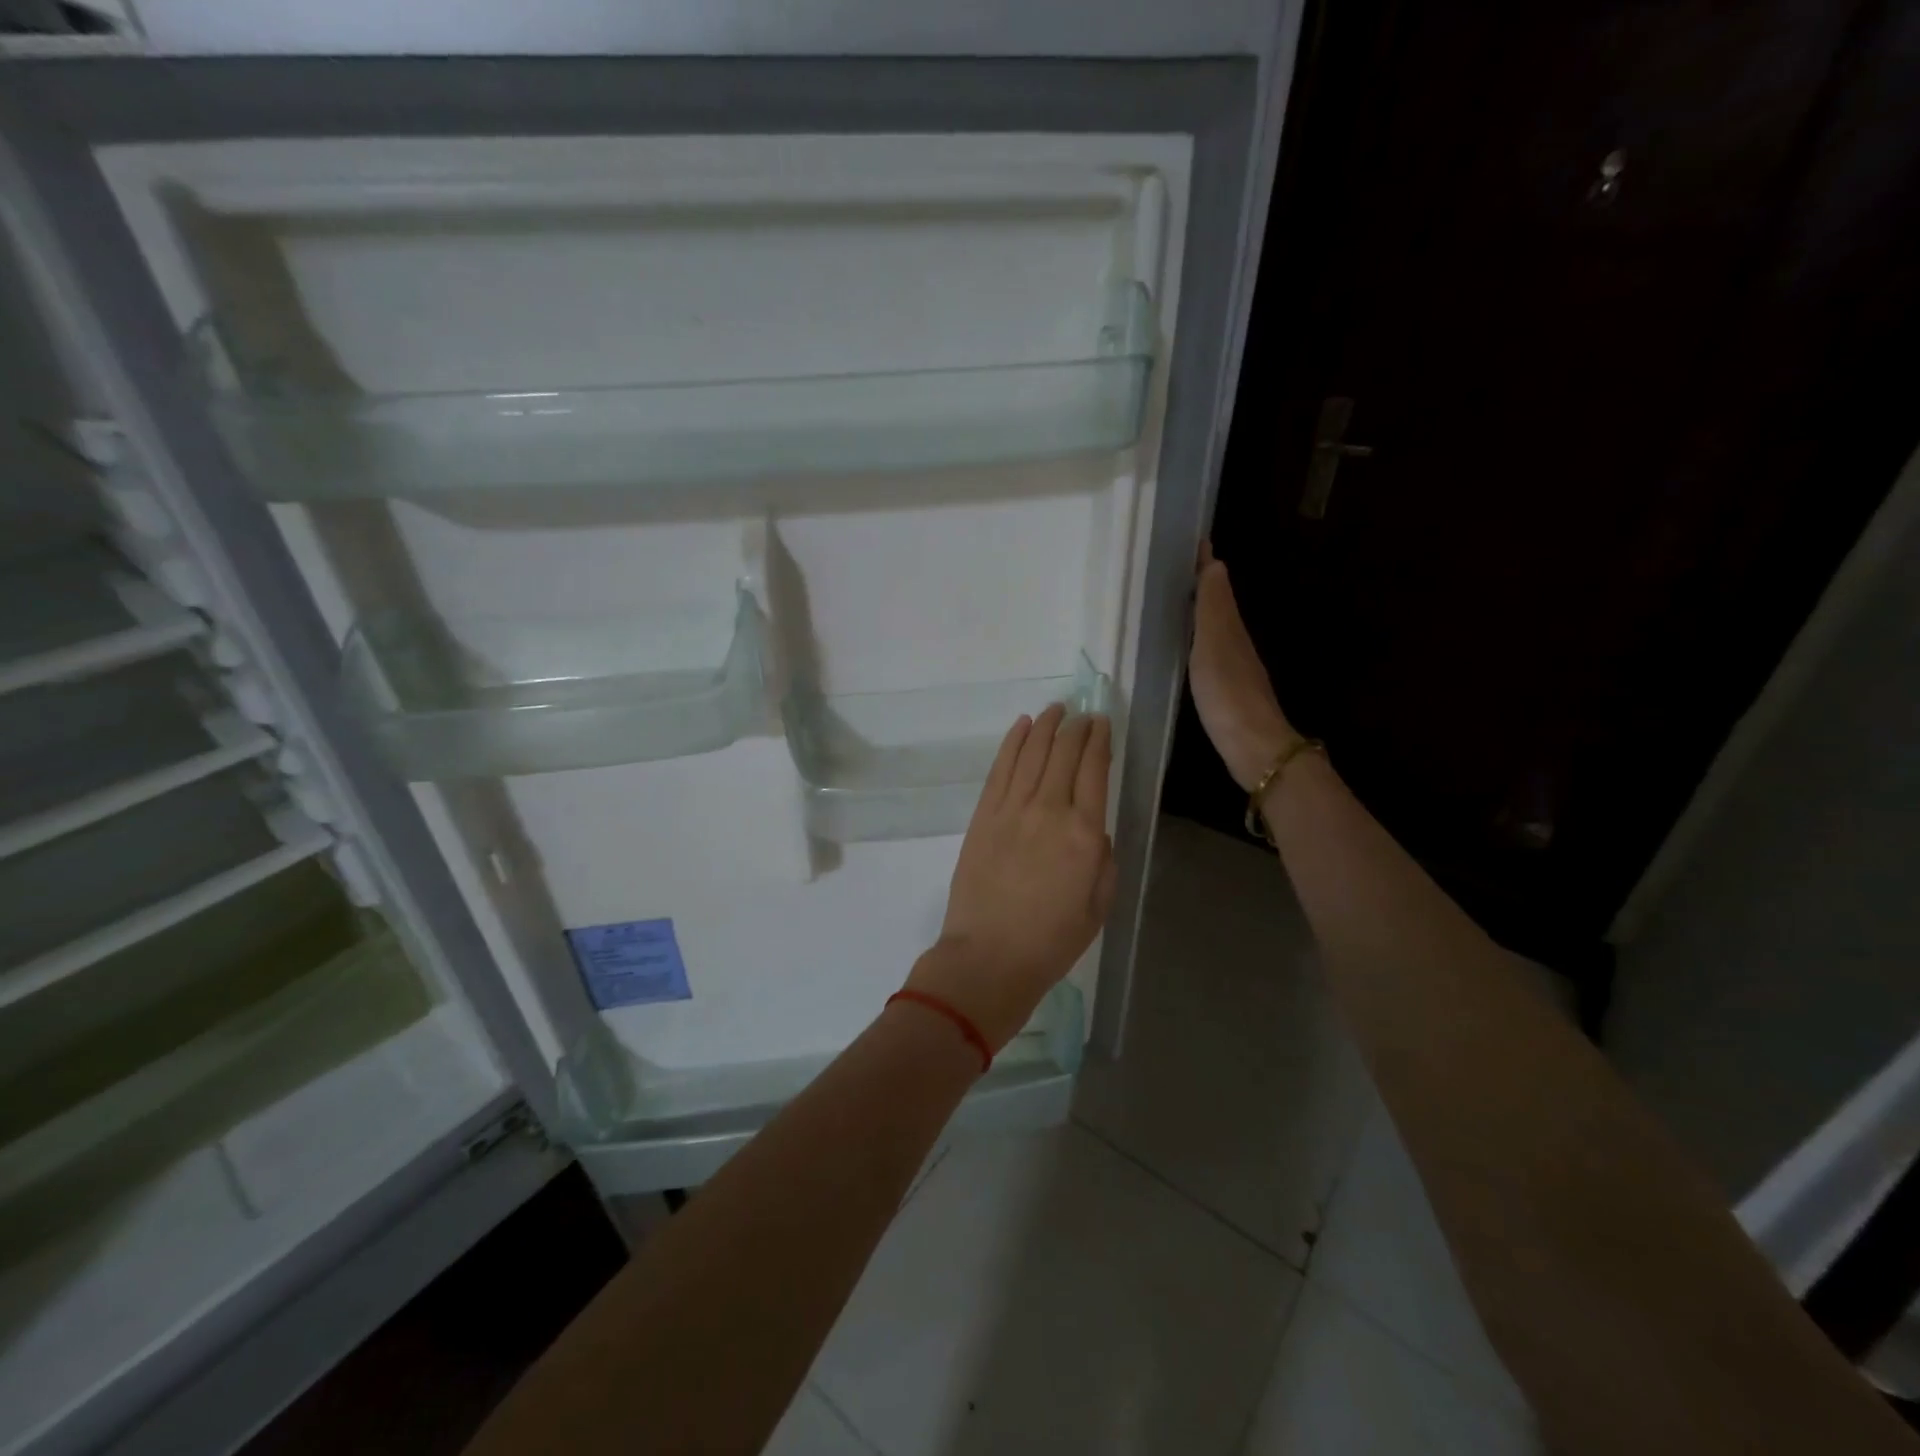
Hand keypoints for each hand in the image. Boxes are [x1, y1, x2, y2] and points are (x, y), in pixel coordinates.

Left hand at [907, 704, 1117, 1050]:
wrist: (989, 957)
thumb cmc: (1051, 941)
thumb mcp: (1098, 905)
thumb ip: (1104, 859)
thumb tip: (1095, 828)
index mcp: (1084, 834)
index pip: (1094, 769)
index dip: (1100, 741)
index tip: (1102, 723)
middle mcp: (1049, 810)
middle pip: (1063, 753)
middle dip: (1076, 727)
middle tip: (1083, 714)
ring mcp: (1011, 809)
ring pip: (1032, 752)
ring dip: (1045, 726)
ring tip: (1056, 710)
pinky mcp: (983, 815)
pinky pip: (1000, 768)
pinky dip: (1013, 742)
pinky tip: (1022, 726)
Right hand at [1190, 542, 1297, 790]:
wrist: (1252, 745)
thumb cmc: (1228, 693)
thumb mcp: (1214, 646)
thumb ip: (1212, 609)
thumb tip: (1216, 564)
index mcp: (1231, 628)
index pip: (1217, 587)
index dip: (1206, 566)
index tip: (1195, 541)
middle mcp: (1235, 643)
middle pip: (1218, 606)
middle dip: (1203, 585)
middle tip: (1179, 567)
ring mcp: (1233, 668)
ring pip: (1215, 629)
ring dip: (1201, 612)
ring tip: (1179, 600)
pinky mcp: (1226, 691)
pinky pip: (1210, 652)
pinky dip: (1199, 640)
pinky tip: (1188, 648)